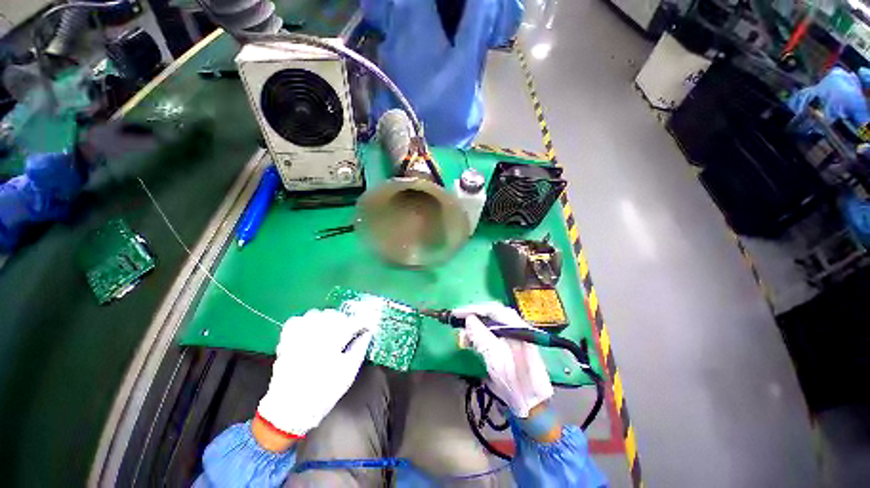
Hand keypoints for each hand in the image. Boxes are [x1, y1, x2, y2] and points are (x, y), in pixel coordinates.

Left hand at [256, 309, 373, 439]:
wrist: (290, 409)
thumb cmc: (324, 391)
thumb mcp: (348, 372)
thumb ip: (360, 348)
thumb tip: (368, 333)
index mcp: (331, 341)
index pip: (352, 323)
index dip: (362, 324)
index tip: (366, 329)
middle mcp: (314, 333)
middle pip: (334, 315)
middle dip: (345, 321)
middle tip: (350, 333)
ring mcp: (297, 335)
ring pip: (317, 314)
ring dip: (327, 320)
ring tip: (331, 331)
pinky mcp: (286, 340)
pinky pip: (298, 320)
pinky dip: (307, 321)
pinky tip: (311, 331)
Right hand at [453, 302, 553, 417]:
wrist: (532, 405)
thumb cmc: (515, 382)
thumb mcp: (496, 359)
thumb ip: (482, 337)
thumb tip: (469, 319)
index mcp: (517, 327)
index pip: (493, 310)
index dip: (473, 309)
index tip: (456, 313)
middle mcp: (516, 327)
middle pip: (491, 315)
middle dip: (473, 318)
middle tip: (457, 323)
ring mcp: (513, 336)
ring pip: (490, 324)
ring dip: (475, 328)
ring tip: (463, 337)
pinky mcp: (509, 345)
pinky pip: (491, 334)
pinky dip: (479, 336)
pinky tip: (471, 342)